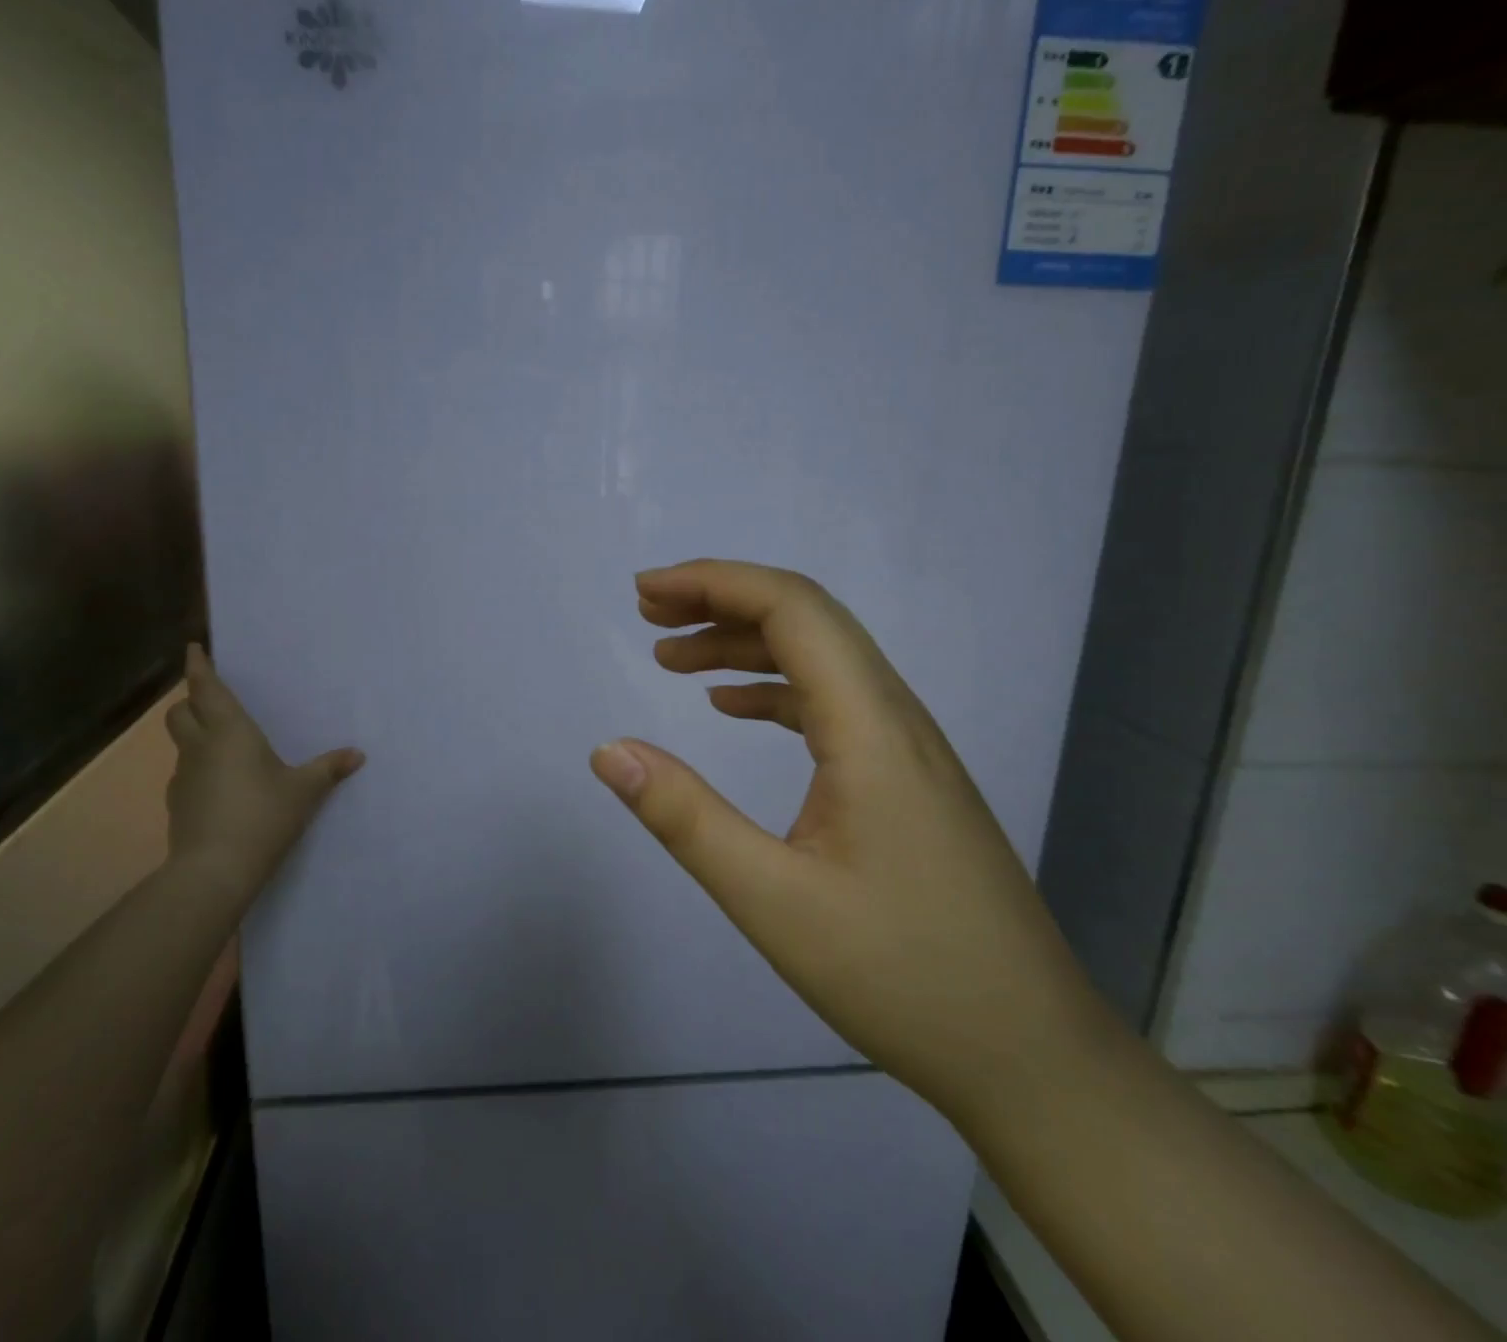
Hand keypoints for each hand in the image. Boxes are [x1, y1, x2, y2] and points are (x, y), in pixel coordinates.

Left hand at [165, 644, 363, 906]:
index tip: (192, 648)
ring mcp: (183, 777)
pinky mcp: (177, 805)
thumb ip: (329, 769)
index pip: (206, 688)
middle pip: (180, 712)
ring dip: (195, 735)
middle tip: (210, 700)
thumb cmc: (263, 816)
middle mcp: (201, 747)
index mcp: (230, 732)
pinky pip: (186, 774)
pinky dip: (199, 770)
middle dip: (190, 700)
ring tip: (223, 747)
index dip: (198, 666)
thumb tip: (357, 754)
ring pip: (181, 743)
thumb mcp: (304, 790)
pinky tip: (222, 788)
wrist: (214, 871)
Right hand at [589, 560, 1102, 1118]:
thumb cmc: (903, 978)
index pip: (792, 609)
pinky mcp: (908, 780)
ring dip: (744, 644)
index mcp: (870, 728)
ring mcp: (909, 749)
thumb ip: (684, 817)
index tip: (645, 594)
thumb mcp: (771, 901)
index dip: (713, 583)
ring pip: (821, 659)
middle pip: (808, 619)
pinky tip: (732, 709)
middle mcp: (897, 718)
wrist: (1032, 1056)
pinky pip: (833, 702)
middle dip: (722, 601)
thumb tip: (608, 750)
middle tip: (648, 615)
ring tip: (672, 659)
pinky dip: (773, 688)